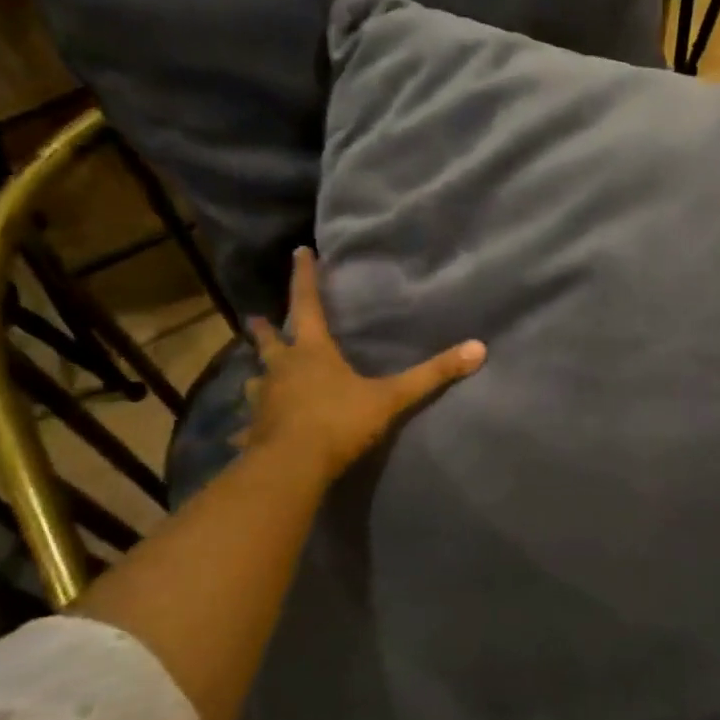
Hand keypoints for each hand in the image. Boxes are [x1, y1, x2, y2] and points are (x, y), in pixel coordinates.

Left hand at [243, 248, 485, 482]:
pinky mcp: (254, 432)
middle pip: (269, 342)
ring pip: (256, 381)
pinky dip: (248, 427)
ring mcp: (263, 401)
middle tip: (255, 319)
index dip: (305, 276)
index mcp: (312, 353)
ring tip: (257, 375)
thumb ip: (432, 375)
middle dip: (265, 329)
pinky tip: (241, 435)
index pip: (307, 304)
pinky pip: (250, 427)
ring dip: (258, 375)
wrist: (292, 468)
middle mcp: (282, 370)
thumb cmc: (339, 422)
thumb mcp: (391, 397)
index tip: (299, 251)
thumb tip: (478, 349)